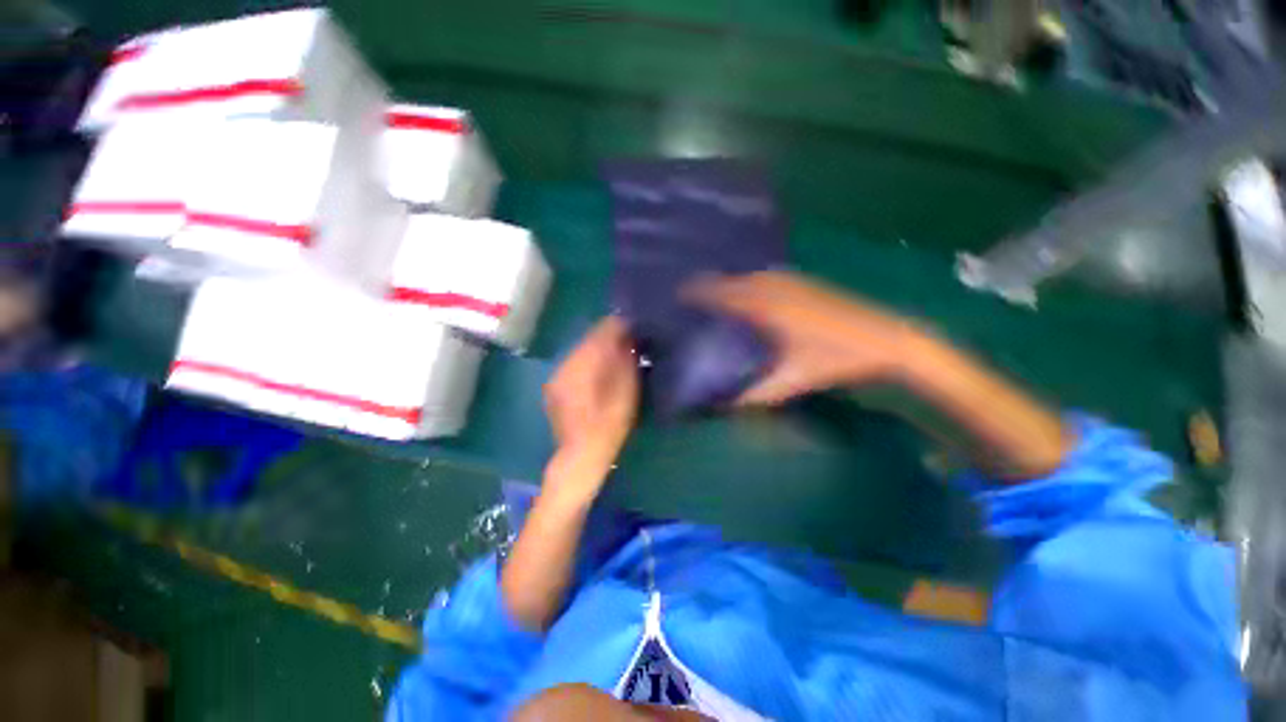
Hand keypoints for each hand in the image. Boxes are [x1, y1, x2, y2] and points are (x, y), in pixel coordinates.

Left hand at [543, 316, 639, 479]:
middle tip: (630, 341)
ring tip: (618, 355)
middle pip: (590, 338)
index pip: (601, 331)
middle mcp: (566, 362)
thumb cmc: (609, 423)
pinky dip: (590, 362)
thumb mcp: (626, 390)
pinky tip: (601, 371)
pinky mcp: (556, 385)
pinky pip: (576, 363)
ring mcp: (558, 374)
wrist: (581, 454)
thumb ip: (626, 359)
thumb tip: (629, 336)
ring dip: (600, 349)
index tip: (636, 326)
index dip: (620, 326)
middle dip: (610, 337)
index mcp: (582, 362)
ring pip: (582, 350)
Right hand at [687, 271, 925, 405]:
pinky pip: (770, 277)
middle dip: (713, 285)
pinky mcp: (809, 284)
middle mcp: (778, 288)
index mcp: (770, 308)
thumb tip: (726, 405)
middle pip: (736, 281)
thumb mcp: (793, 380)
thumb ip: (757, 393)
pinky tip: (753, 293)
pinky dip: (752, 282)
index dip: (701, 292)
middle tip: (694, 296)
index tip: (680, 293)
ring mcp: (796, 283)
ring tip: (718, 294)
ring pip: (753, 277)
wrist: (888, 340)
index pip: (726, 294)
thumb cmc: (838, 359)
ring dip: (733, 282)